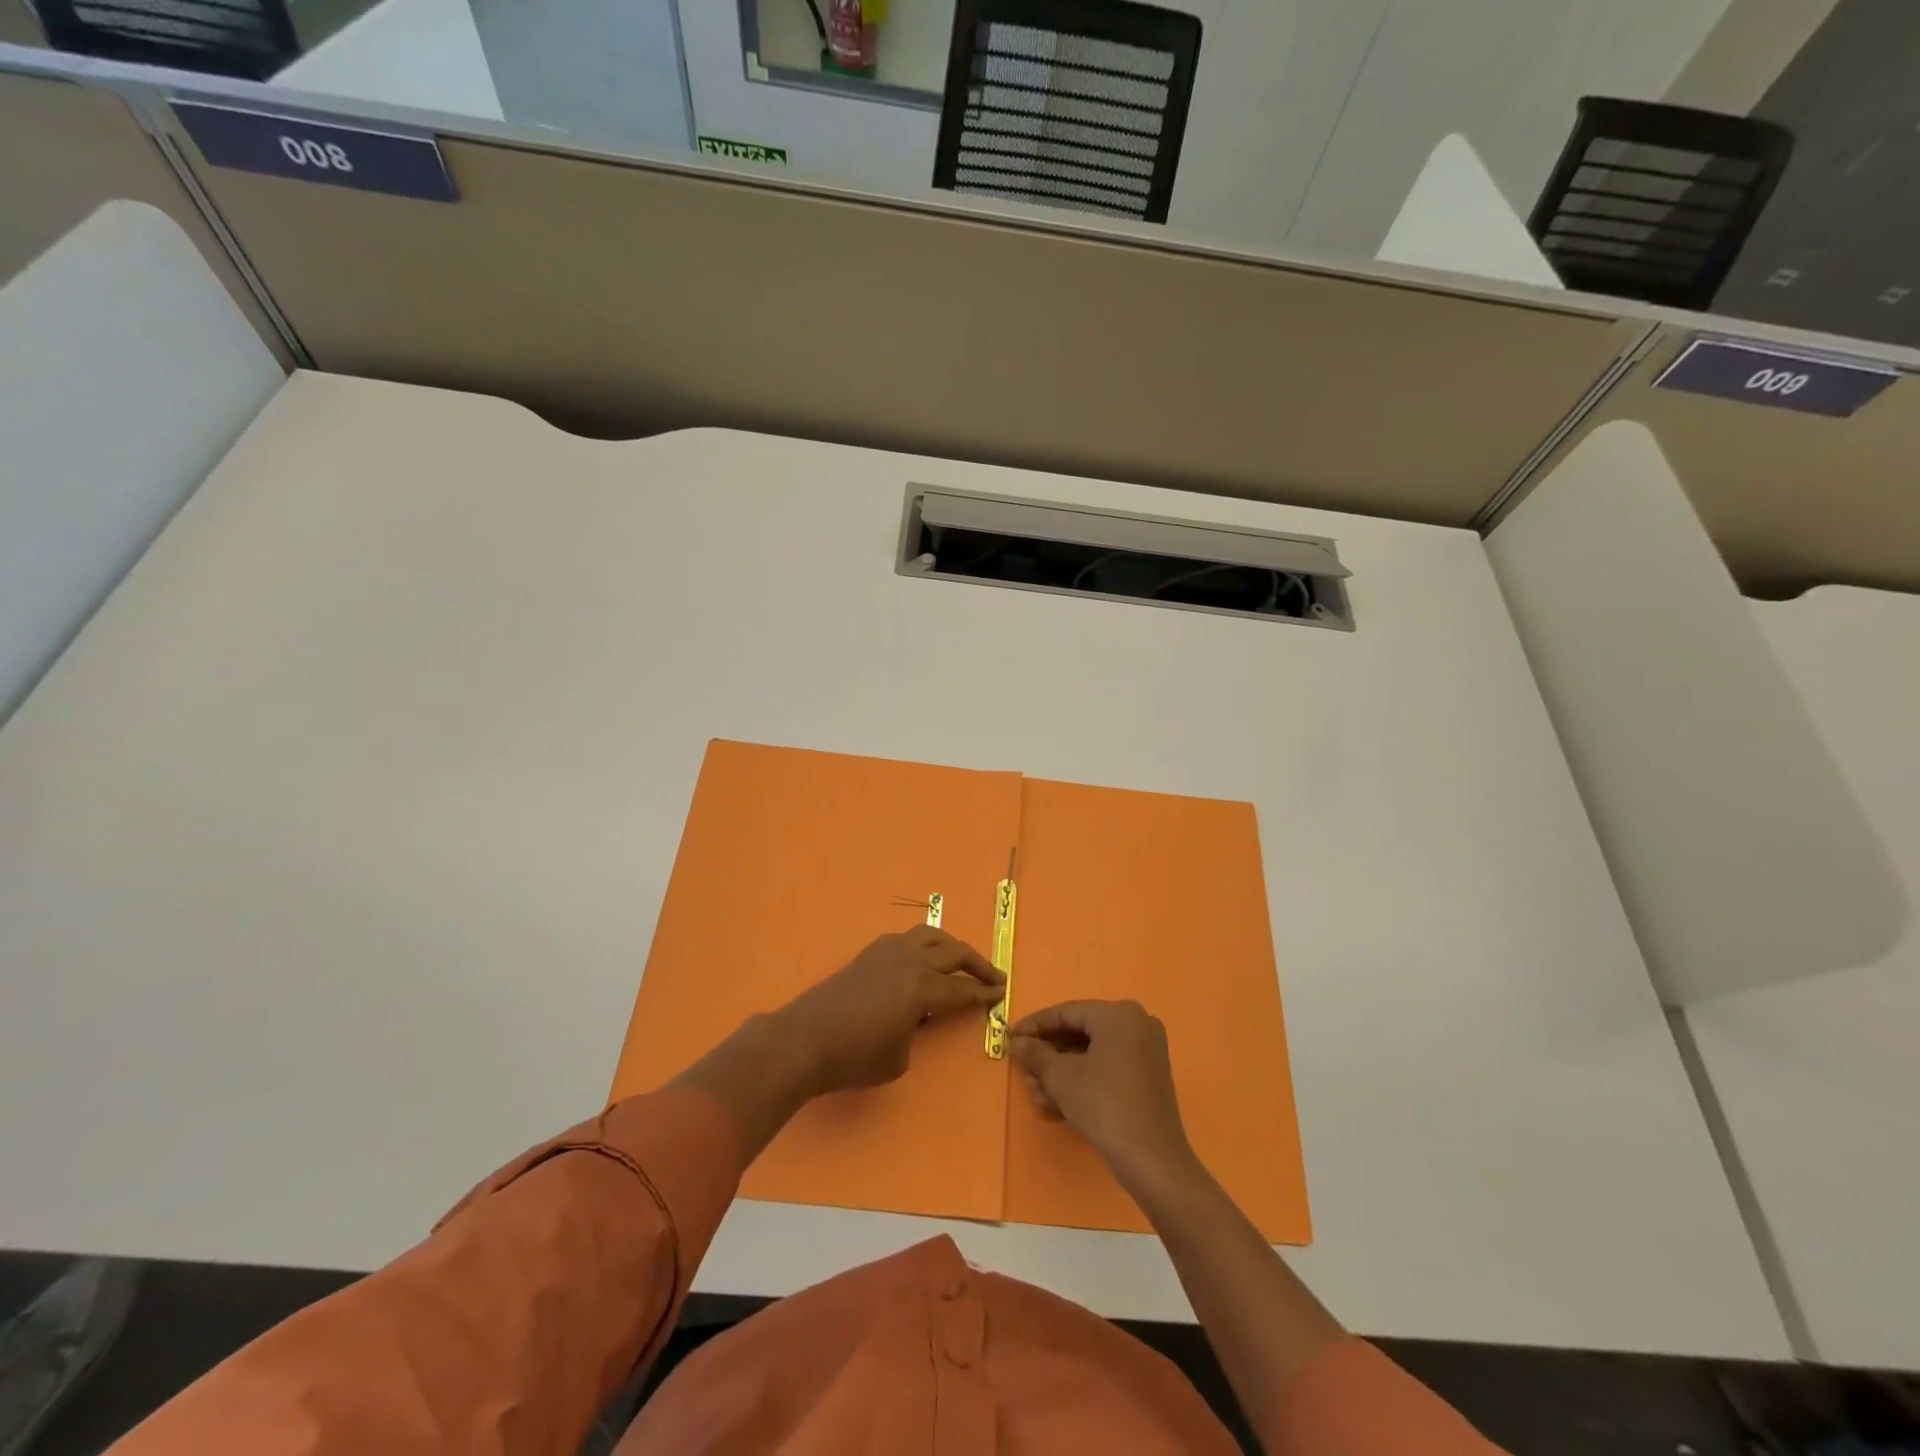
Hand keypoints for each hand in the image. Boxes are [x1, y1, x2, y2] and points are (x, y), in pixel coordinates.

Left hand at [773, 927, 1003, 1093]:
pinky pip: (907, 940)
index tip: (1001, 994)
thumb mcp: (898, 1058)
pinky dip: (924, 944)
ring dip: (951, 945)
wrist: (804, 1040)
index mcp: (922, 987)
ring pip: (930, 935)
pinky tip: (922, 958)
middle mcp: (910, 961)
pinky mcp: (869, 953)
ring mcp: (888, 952)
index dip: (983, 993)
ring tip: (962, 958)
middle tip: (995, 975)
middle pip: (953, 952)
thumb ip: (915, 1032)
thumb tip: (913, 1018)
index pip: (962, 989)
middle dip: (978, 963)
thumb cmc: (854, 1057)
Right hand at [1010, 1000, 1197, 1195]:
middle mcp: (1136, 1024)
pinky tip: (1058, 1105)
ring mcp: (1146, 1051)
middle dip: (1048, 1056)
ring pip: (1092, 1054)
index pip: (1066, 1012)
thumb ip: (1035, 1054)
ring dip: (1061, 1074)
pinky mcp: (1149, 1077)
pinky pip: (1108, 1068)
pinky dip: (1083, 1082)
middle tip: (1023, 1071)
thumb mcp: (1061, 1078)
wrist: (1152, 1161)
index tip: (1010, 1037)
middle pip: (1080, 1033)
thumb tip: (1016, 1042)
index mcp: (1118, 1014)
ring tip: (1037, 1095)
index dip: (1035, 1026)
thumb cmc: (1104, 1106)